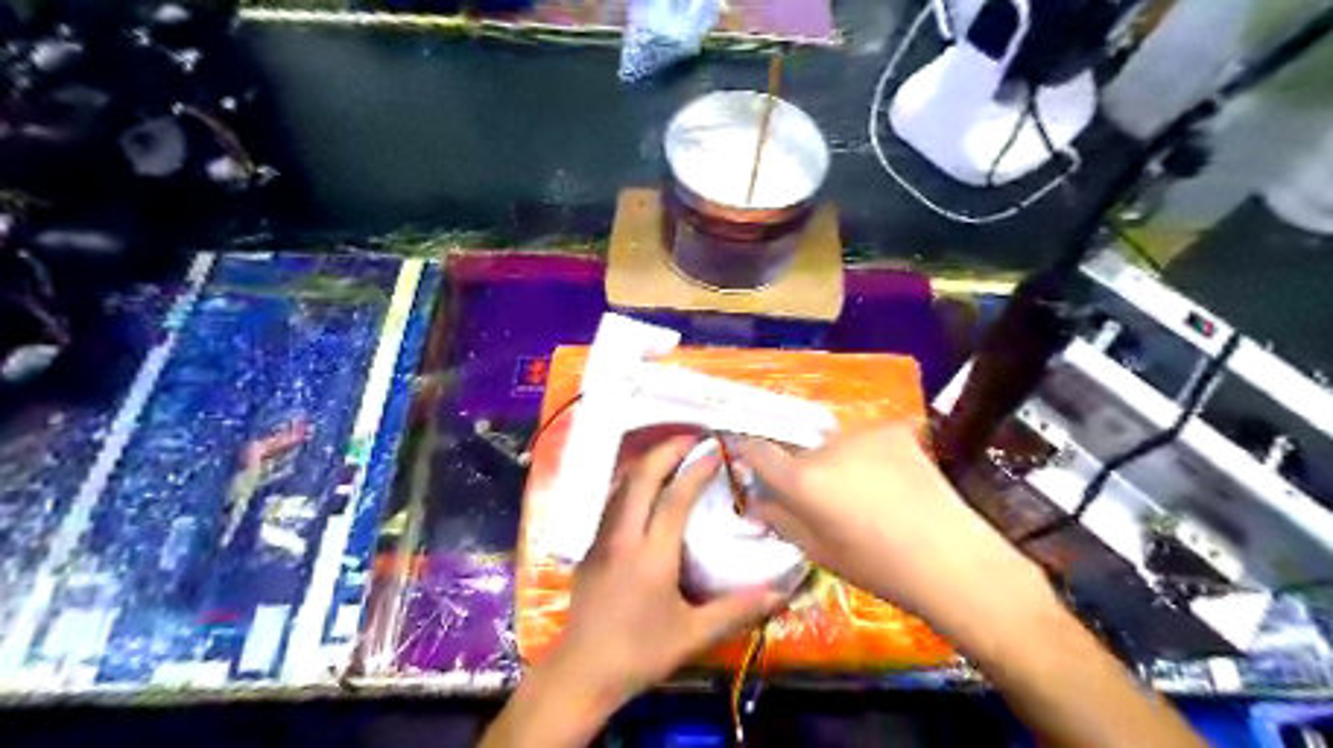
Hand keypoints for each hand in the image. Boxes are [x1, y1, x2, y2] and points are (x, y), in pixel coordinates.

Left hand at [550, 440, 782, 706]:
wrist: (583, 671)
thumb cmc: (640, 653)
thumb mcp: (694, 635)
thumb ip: (738, 609)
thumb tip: (780, 592)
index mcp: (652, 555)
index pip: (676, 498)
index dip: (696, 470)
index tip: (716, 451)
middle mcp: (624, 536)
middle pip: (642, 477)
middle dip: (667, 450)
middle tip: (693, 439)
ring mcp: (602, 538)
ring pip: (621, 484)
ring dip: (647, 462)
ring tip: (672, 453)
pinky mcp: (590, 546)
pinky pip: (612, 501)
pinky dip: (632, 482)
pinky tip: (645, 487)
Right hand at [733, 424, 1046, 637]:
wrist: (951, 558)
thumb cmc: (879, 567)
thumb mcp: (819, 551)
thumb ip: (781, 520)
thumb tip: (755, 502)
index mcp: (803, 481)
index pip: (758, 451)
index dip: (747, 452)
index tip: (746, 458)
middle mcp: (826, 448)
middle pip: (800, 452)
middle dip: (803, 471)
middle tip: (824, 501)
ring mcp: (863, 434)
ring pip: (834, 446)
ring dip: (838, 463)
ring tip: (866, 494)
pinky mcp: (893, 430)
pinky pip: (866, 441)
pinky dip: (869, 456)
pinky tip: (891, 481)